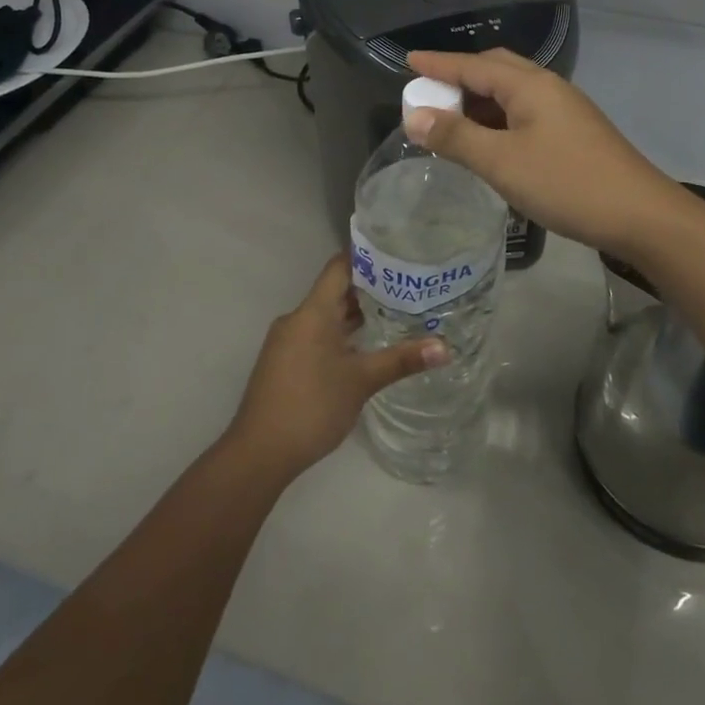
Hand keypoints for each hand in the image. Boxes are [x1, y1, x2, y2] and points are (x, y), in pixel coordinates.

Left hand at [225, 255, 448, 483]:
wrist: (259, 453)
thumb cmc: (311, 406)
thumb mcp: (361, 381)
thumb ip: (401, 360)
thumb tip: (445, 348)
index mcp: (312, 312)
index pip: (339, 267)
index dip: (365, 256)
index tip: (396, 251)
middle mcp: (297, 319)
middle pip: (335, 291)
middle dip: (369, 288)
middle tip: (408, 285)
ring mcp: (288, 342)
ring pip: (326, 316)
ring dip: (356, 314)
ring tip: (395, 312)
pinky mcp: (285, 363)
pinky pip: (317, 335)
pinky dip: (341, 334)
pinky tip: (366, 347)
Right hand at [404, 48, 698, 261]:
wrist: (640, 215)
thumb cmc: (566, 183)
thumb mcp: (502, 162)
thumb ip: (456, 137)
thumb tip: (415, 116)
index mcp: (530, 85)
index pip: (473, 65)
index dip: (438, 64)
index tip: (407, 61)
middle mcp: (548, 88)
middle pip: (496, 70)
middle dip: (460, 78)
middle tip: (429, 93)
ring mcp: (564, 111)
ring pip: (511, 95)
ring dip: (479, 102)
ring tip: (450, 121)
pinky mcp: (573, 133)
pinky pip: (524, 115)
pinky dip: (497, 121)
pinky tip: (488, 144)